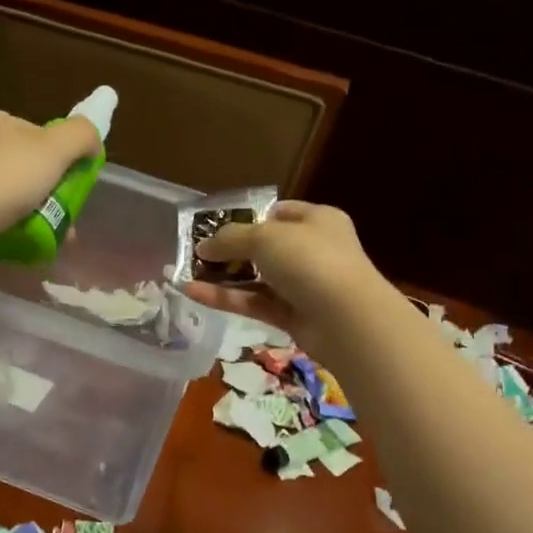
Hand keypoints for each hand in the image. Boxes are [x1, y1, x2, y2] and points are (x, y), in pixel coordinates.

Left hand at [0, 109, 102, 243]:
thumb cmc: (5, 178)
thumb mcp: (54, 147)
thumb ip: (81, 136)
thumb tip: (93, 142)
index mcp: (1, 124)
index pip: (42, 136)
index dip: (64, 158)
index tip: (76, 182)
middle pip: (31, 169)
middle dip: (55, 194)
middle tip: (69, 218)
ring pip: (16, 197)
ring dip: (40, 217)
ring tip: (55, 238)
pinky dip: (17, 231)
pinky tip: (28, 245)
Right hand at [181, 201, 382, 348]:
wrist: (347, 319)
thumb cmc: (310, 261)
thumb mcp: (265, 238)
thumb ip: (230, 239)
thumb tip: (203, 246)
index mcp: (316, 220)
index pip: (279, 213)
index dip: (248, 217)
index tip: (217, 227)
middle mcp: (312, 250)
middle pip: (264, 247)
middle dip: (230, 250)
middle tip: (195, 253)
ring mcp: (302, 285)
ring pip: (256, 278)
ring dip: (223, 277)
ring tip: (186, 274)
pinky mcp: (292, 316)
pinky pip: (254, 303)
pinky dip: (226, 298)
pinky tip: (193, 293)